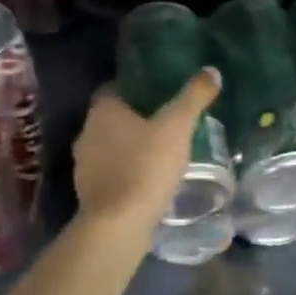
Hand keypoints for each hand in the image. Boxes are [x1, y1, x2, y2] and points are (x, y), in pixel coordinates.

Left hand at [73, 69, 220, 236]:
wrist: (118, 224)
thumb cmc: (146, 166)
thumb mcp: (177, 127)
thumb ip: (193, 97)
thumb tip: (211, 70)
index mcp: (102, 111)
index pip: (114, 88)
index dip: (136, 89)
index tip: (159, 93)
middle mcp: (86, 132)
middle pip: (112, 118)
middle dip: (136, 119)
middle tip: (166, 121)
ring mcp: (84, 164)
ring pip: (110, 146)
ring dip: (130, 147)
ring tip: (160, 151)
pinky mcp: (89, 192)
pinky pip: (110, 172)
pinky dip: (126, 171)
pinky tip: (148, 179)